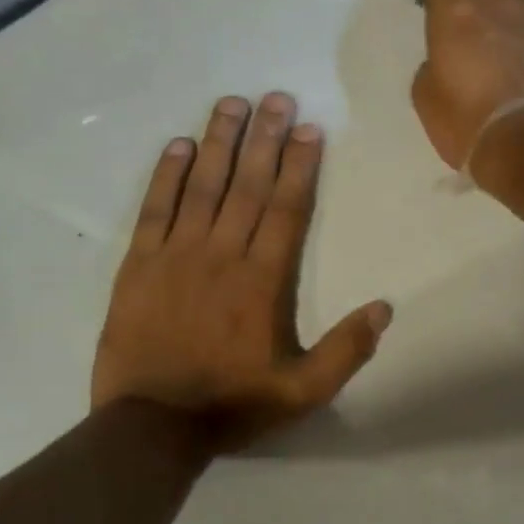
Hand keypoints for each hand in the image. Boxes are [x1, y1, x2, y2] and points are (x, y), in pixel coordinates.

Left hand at [93, 93, 391, 452]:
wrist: (150, 427)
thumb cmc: (232, 404)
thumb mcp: (303, 392)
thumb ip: (346, 350)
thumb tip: (384, 308)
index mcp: (262, 281)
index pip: (285, 209)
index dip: (299, 165)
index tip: (308, 128)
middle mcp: (222, 255)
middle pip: (247, 185)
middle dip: (264, 137)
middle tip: (275, 96)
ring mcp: (176, 256)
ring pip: (202, 187)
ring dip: (219, 142)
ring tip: (232, 103)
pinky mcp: (139, 265)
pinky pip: (154, 209)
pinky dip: (167, 175)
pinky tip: (179, 145)